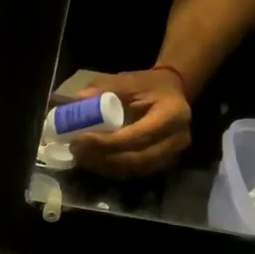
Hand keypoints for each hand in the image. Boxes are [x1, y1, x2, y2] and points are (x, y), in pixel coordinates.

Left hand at [69, 69, 191, 176]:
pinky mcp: (164, 165)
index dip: (107, 142)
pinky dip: (112, 169)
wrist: (172, 94)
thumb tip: (80, 100)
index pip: (137, 136)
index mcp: (173, 114)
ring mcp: (173, 155)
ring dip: (104, 166)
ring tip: (81, 156)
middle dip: (102, 157)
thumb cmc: (149, 86)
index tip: (81, 138)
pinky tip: (94, 161)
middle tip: (76, 150)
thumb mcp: (128, 80)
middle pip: (136, 158)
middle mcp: (178, 139)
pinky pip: (135, 173)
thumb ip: (105, 88)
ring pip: (134, 170)